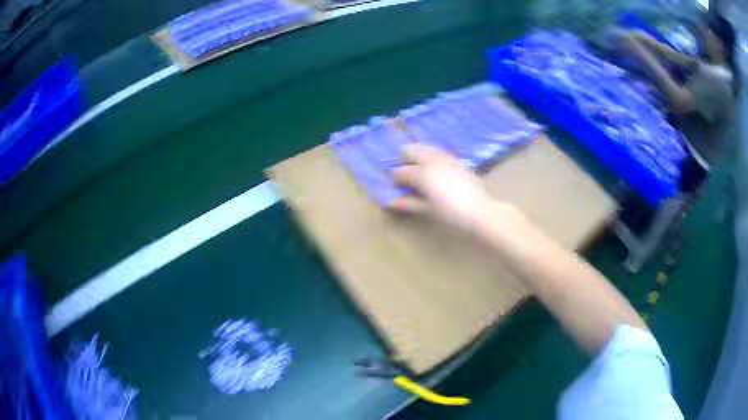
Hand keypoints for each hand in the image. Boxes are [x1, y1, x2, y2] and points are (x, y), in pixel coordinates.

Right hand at [389, 143, 515, 231]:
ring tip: (414, 153)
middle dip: (406, 153)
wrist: (480, 212)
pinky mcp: (460, 162)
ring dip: (420, 150)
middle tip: (400, 155)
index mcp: (424, 174)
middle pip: (416, 151)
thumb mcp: (428, 210)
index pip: (404, 171)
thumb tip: (393, 202)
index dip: (396, 176)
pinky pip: (442, 153)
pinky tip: (434, 158)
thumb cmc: (451, 214)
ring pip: (430, 149)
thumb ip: (410, 203)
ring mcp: (448, 160)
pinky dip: (433, 153)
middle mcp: (434, 162)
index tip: (392, 181)